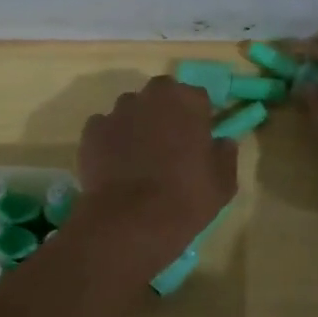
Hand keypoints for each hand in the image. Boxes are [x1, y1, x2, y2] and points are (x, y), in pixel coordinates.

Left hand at [76, 75, 237, 270]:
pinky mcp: (92, 131)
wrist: (130, 221)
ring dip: (137, 123)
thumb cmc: (186, 198)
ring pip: (131, 109)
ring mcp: (118, 111)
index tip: (199, 138)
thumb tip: (222, 142)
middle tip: (170, 143)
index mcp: (187, 101)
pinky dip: (111, 140)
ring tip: (140, 156)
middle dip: (166, 111)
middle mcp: (151, 96)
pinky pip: (105, 128)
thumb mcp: (223, 183)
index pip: (198, 97)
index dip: (199, 116)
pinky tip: (115, 165)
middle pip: (162, 94)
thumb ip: (225, 154)